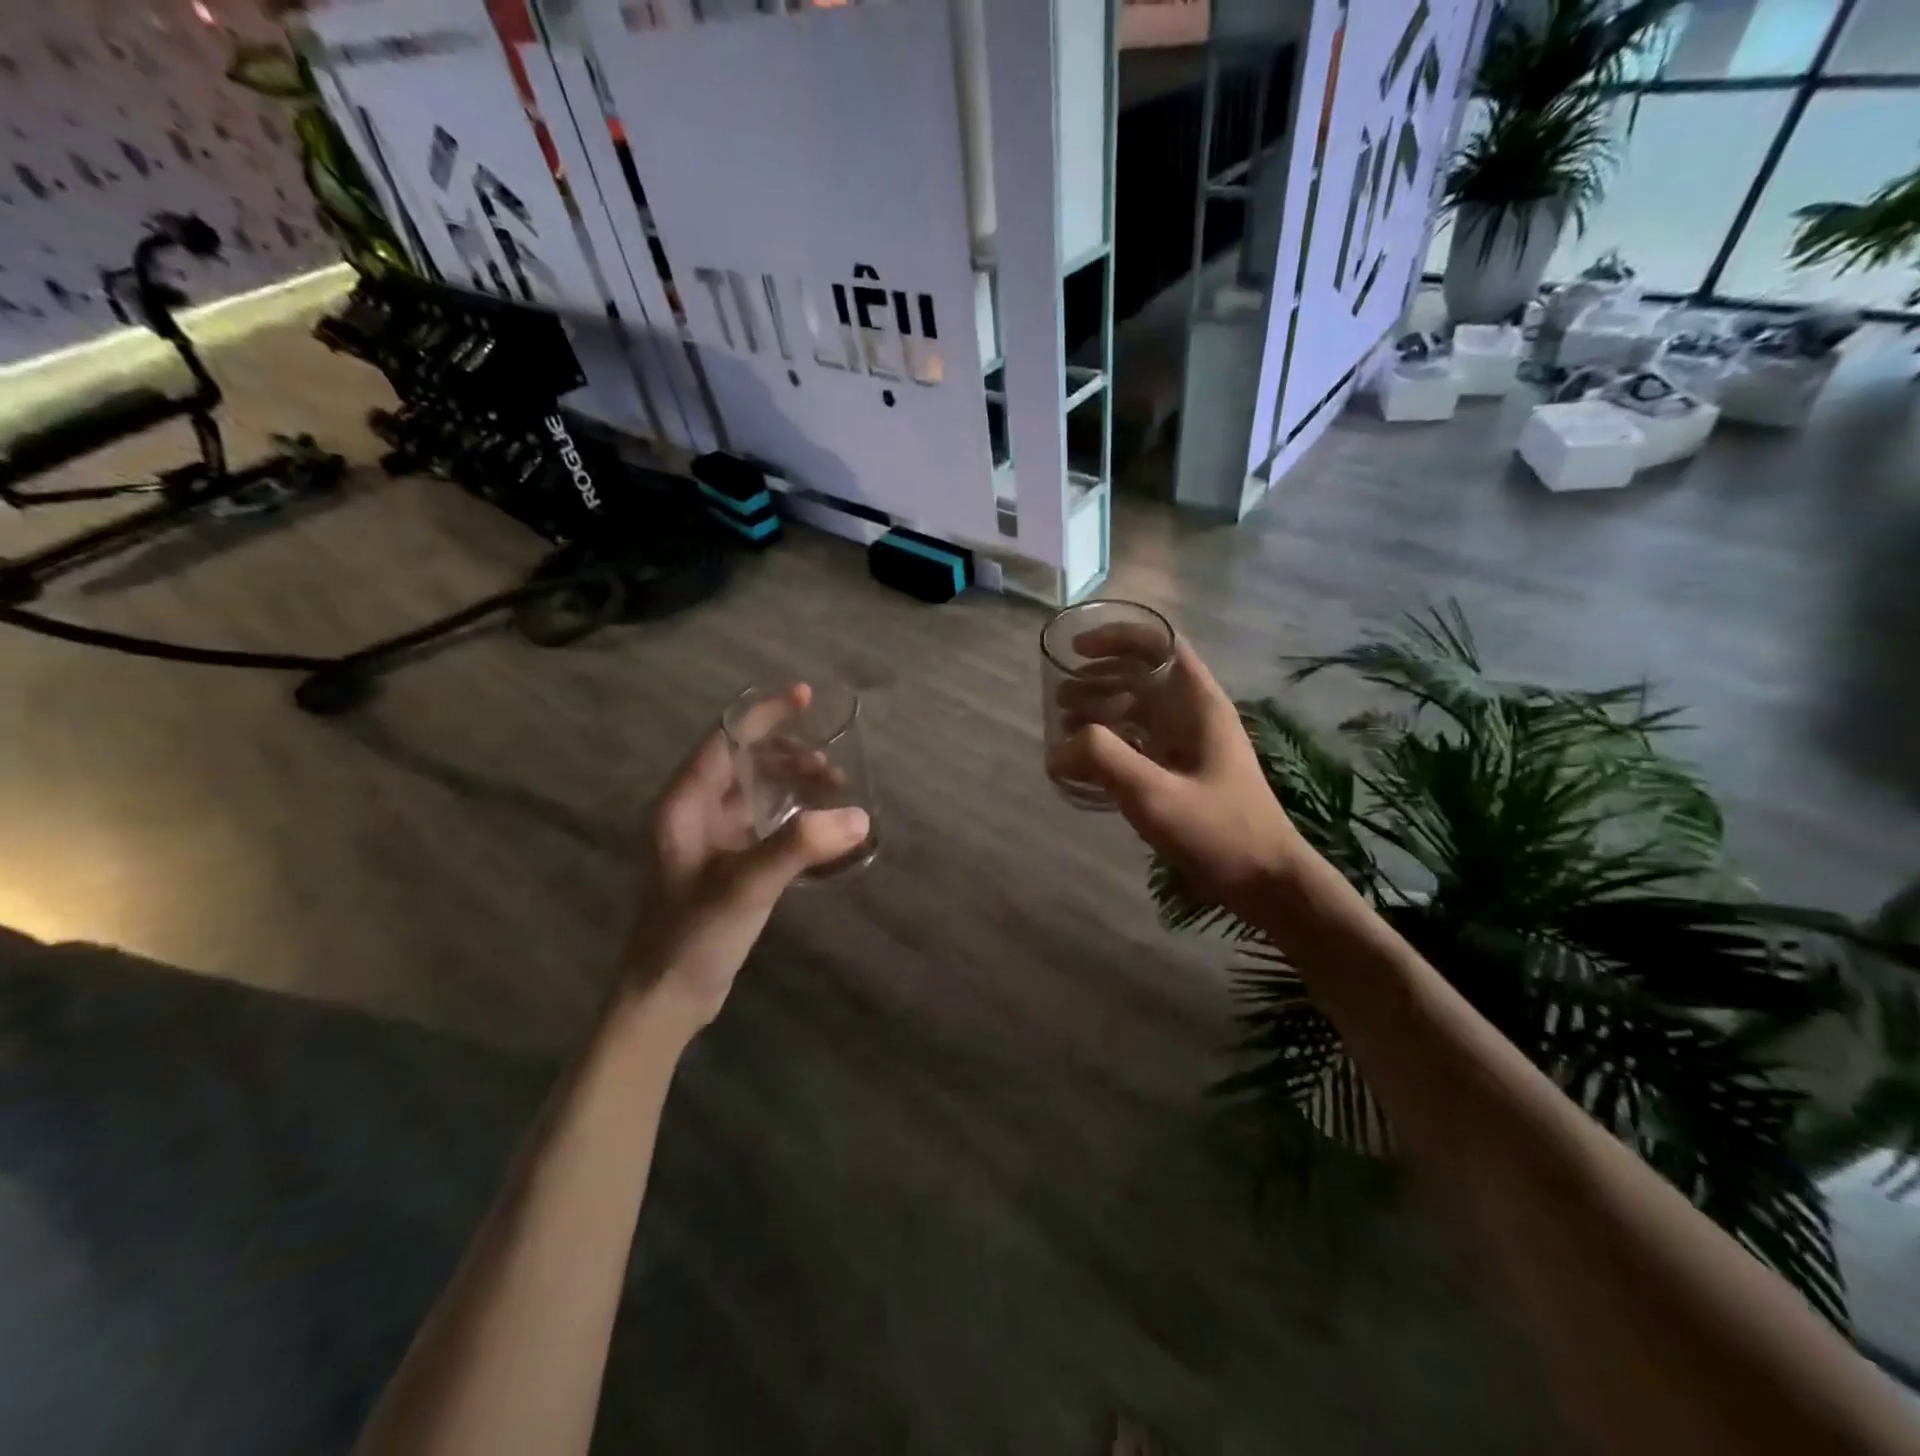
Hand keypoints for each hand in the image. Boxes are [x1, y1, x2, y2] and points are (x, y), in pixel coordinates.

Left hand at [625, 686, 868, 1031]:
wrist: (664, 1000)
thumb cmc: (692, 936)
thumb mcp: (745, 886)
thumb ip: (800, 847)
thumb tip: (859, 816)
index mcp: (685, 802)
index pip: (726, 737)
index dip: (765, 712)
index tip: (805, 696)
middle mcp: (696, 812)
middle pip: (747, 761)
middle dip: (792, 756)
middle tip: (835, 770)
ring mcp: (712, 840)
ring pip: (759, 793)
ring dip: (797, 787)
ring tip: (836, 794)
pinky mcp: (727, 865)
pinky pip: (767, 825)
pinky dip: (796, 821)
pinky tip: (825, 835)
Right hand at [1048, 627, 1304, 921]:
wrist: (1266, 882)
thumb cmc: (1219, 832)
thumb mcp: (1155, 795)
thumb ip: (1104, 760)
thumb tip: (1059, 748)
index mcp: (1198, 704)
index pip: (1160, 644)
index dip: (1118, 636)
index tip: (1078, 649)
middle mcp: (1194, 714)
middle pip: (1142, 674)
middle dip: (1098, 678)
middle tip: (1060, 699)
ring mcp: (1189, 744)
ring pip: (1139, 709)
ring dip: (1100, 709)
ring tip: (1064, 725)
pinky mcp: (1181, 772)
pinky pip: (1139, 741)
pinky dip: (1110, 741)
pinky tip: (1085, 761)